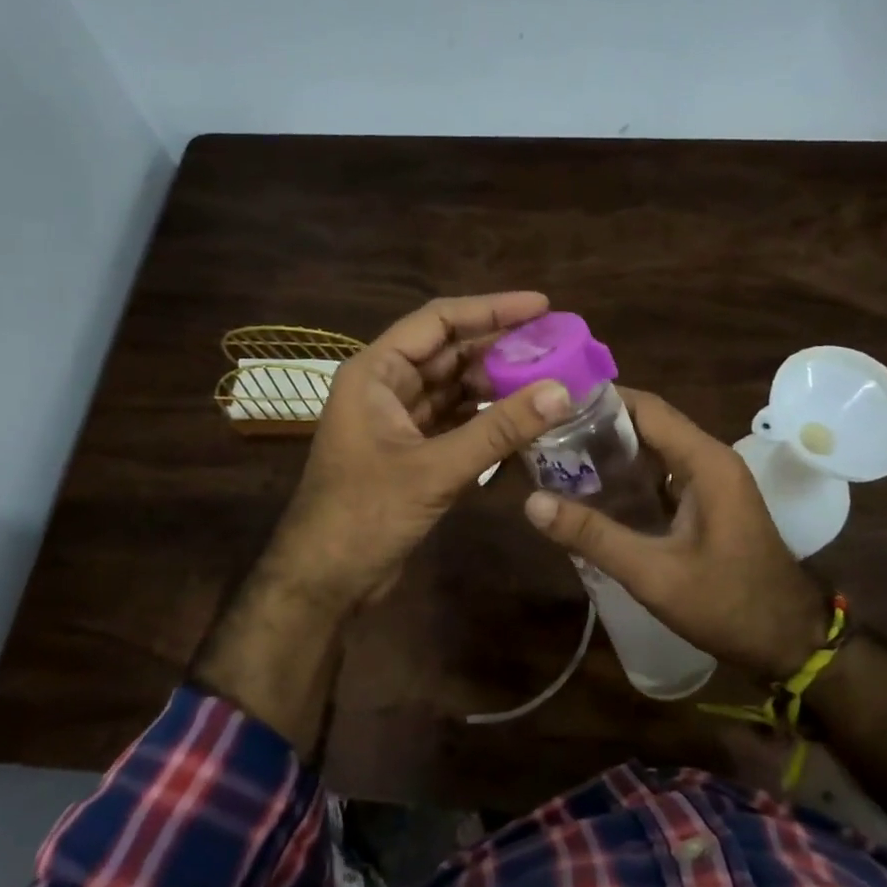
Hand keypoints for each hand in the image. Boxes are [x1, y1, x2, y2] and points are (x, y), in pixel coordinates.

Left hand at [263, 292, 574, 611]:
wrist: (324, 581)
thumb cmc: (365, 514)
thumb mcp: (434, 469)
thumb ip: (498, 430)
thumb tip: (561, 391)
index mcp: (376, 372)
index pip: (439, 321)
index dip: (491, 309)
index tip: (542, 306)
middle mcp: (387, 387)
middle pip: (451, 353)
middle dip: (502, 348)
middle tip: (557, 345)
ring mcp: (400, 421)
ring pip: (457, 389)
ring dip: (499, 385)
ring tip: (551, 380)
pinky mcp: (414, 453)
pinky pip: (457, 423)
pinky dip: (488, 421)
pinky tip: (526, 422)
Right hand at [521, 388, 829, 680]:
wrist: (789, 643)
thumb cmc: (728, 604)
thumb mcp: (654, 574)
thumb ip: (594, 536)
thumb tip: (532, 502)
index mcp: (706, 462)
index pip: (647, 408)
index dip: (600, 402)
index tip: (551, 405)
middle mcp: (711, 460)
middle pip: (649, 425)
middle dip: (598, 427)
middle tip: (545, 436)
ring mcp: (712, 482)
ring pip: (655, 451)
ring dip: (612, 453)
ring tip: (558, 459)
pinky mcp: (709, 504)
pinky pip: (663, 476)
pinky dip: (629, 478)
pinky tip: (593, 494)